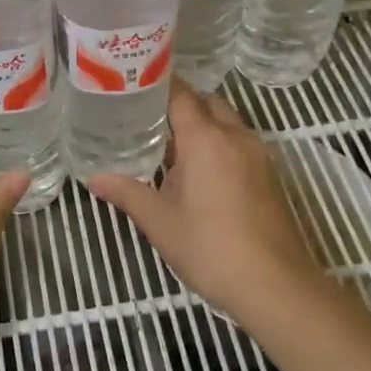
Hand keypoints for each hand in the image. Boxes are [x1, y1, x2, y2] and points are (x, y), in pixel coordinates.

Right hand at [87, 84, 324, 320]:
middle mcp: (236, 137)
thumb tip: (95, 179)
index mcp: (206, 140)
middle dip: (182, 105)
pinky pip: (241, 144)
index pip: (181, 95)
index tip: (134, 86)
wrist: (275, 285)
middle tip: (148, 118)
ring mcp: (259, 155)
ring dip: (203, 126)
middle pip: (208, 103)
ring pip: (228, 123)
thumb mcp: (160, 223)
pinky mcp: (271, 176)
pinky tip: (200, 173)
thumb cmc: (211, 249)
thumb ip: (127, 194)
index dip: (159, 85)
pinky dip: (220, 145)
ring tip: (170, 146)